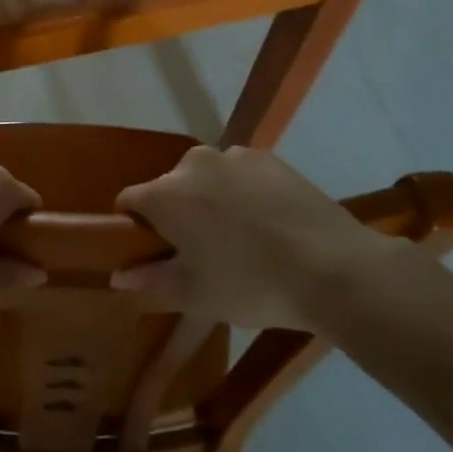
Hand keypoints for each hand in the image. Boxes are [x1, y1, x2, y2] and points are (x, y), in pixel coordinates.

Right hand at [112, 146, 414, 330]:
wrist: (334, 268)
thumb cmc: (250, 284)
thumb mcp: (193, 295)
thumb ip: (148, 281)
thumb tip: (119, 275)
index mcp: (165, 193)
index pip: (129, 202)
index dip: (135, 229)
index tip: (154, 255)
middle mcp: (193, 163)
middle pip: (170, 187)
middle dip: (177, 214)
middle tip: (201, 253)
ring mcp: (235, 156)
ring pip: (207, 179)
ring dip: (211, 201)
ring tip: (240, 239)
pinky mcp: (271, 159)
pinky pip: (241, 175)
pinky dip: (244, 193)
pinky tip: (268, 224)